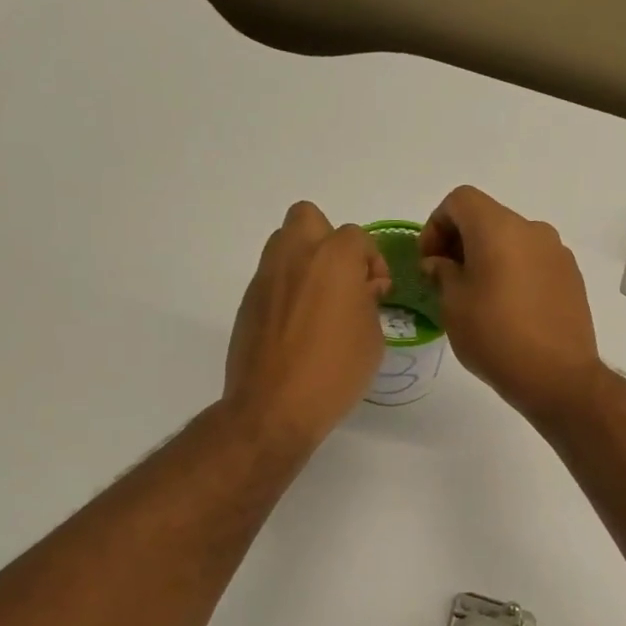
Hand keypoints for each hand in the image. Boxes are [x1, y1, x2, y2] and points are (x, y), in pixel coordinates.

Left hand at [224, 202, 390, 449]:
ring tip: (318, 300)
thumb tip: (360, 289)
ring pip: (284, 243)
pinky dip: (286, 288)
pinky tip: (296, 324)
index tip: (376, 293)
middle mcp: (295, 256)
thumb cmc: (334, 372)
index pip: (357, 238)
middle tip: (341, 279)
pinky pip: (271, 277)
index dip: (372, 263)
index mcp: (333, 259)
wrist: (273, 407)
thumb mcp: (372, 338)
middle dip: (328, 240)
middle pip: (309, 218)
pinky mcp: (248, 300)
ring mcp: (266, 277)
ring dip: (304, 260)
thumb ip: (368, 301)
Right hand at [420, 186, 601, 421]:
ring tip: (476, 296)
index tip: (429, 261)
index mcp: (499, 229)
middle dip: (460, 241)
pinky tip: (508, 308)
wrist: (558, 376)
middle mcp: (532, 230)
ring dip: (487, 257)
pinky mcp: (571, 276)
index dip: (436, 224)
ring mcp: (557, 252)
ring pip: (512, 240)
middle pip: (487, 218)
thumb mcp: (453, 305)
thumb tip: (440, 263)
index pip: (460, 200)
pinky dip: (513, 271)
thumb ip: (442, 273)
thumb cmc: (495, 337)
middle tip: (445, 279)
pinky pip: (533, 260)